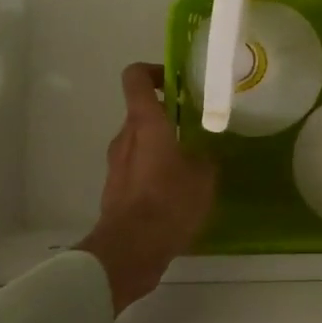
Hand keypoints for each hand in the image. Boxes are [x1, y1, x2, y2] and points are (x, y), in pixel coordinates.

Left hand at [78, 63, 214, 314]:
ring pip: (140, 142)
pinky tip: (179, 191)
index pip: (136, 78)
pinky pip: (138, 168)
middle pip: (142, 112)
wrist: (130, 251)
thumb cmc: (168, 203)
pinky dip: (155, 170)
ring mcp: (117, 165)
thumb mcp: (203, 177)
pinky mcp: (116, 190)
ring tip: (193, 162)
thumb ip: (205, 157)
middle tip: (197, 125)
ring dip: (162, 145)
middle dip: (168, 114)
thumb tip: (205, 154)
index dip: (154, 71)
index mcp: (145, 124)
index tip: (177, 80)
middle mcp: (125, 138)